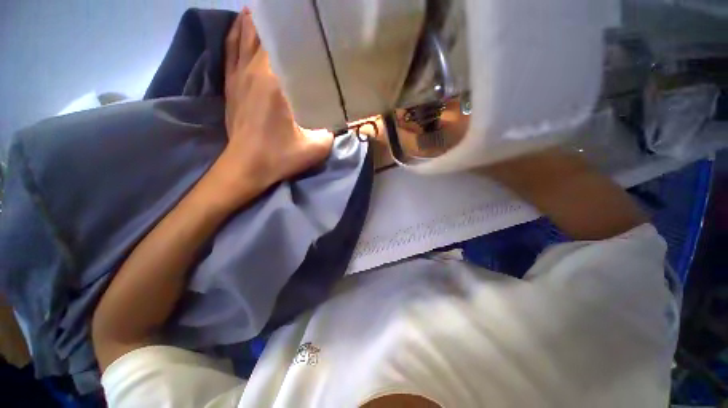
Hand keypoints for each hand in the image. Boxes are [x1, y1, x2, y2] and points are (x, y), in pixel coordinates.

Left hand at [214, 9, 332, 205]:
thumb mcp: (316, 148)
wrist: (246, 167)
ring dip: (254, 21)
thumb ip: (331, 131)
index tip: (306, 20)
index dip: (292, 27)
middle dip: (275, 19)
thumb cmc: (280, 157)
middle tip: (291, 14)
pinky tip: (243, 25)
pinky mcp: (230, 85)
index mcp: (274, 82)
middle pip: (260, 31)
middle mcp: (253, 71)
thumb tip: (337, 121)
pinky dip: (237, 33)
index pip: (281, 41)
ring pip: (242, 35)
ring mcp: (237, 76)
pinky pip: (230, 49)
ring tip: (268, 12)